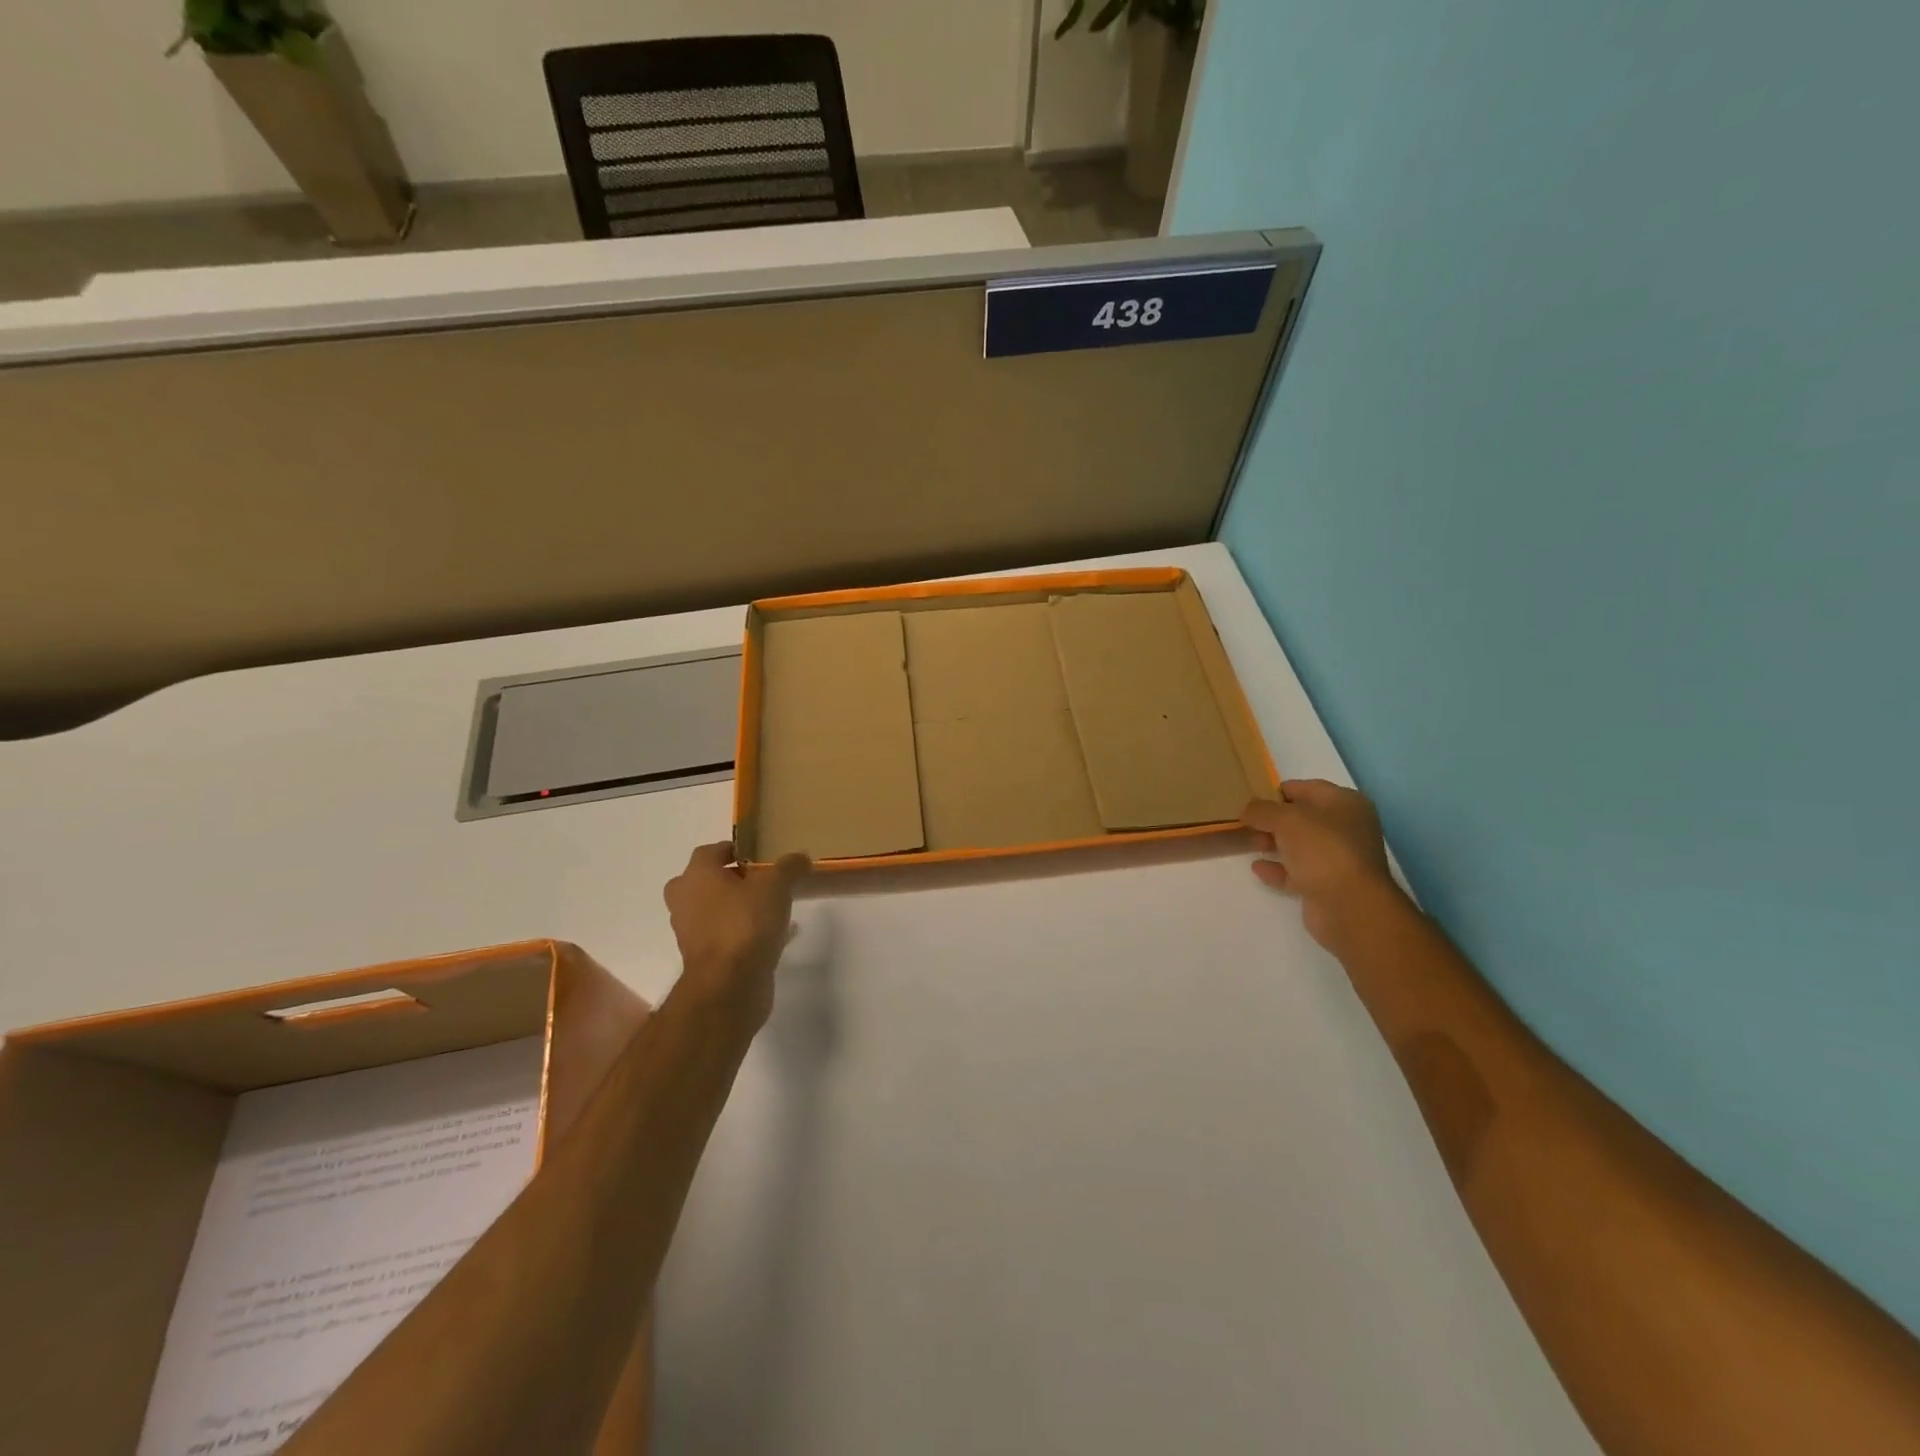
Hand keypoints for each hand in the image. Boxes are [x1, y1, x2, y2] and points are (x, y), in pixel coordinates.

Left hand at [663, 843, 810, 1030]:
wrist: (729, 985)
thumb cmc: (745, 923)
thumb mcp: (776, 885)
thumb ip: (789, 867)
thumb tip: (800, 857)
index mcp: (696, 876)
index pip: (711, 851)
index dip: (735, 849)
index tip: (761, 855)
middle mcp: (686, 901)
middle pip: (706, 881)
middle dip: (731, 879)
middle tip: (762, 881)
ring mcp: (691, 933)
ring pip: (714, 910)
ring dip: (738, 907)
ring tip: (773, 908)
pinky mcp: (704, 959)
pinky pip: (725, 936)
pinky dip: (743, 932)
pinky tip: (775, 935)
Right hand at [1242, 781, 1402, 952]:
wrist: (1349, 906)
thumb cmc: (1322, 849)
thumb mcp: (1286, 819)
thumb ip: (1261, 810)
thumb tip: (1247, 810)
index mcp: (1345, 803)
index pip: (1306, 788)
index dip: (1277, 792)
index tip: (1250, 799)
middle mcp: (1346, 828)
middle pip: (1302, 818)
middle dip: (1273, 819)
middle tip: (1246, 823)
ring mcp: (1338, 858)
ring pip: (1299, 845)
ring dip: (1274, 843)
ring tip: (1248, 843)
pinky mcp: (1328, 885)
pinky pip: (1297, 872)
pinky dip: (1278, 869)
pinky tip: (1258, 868)